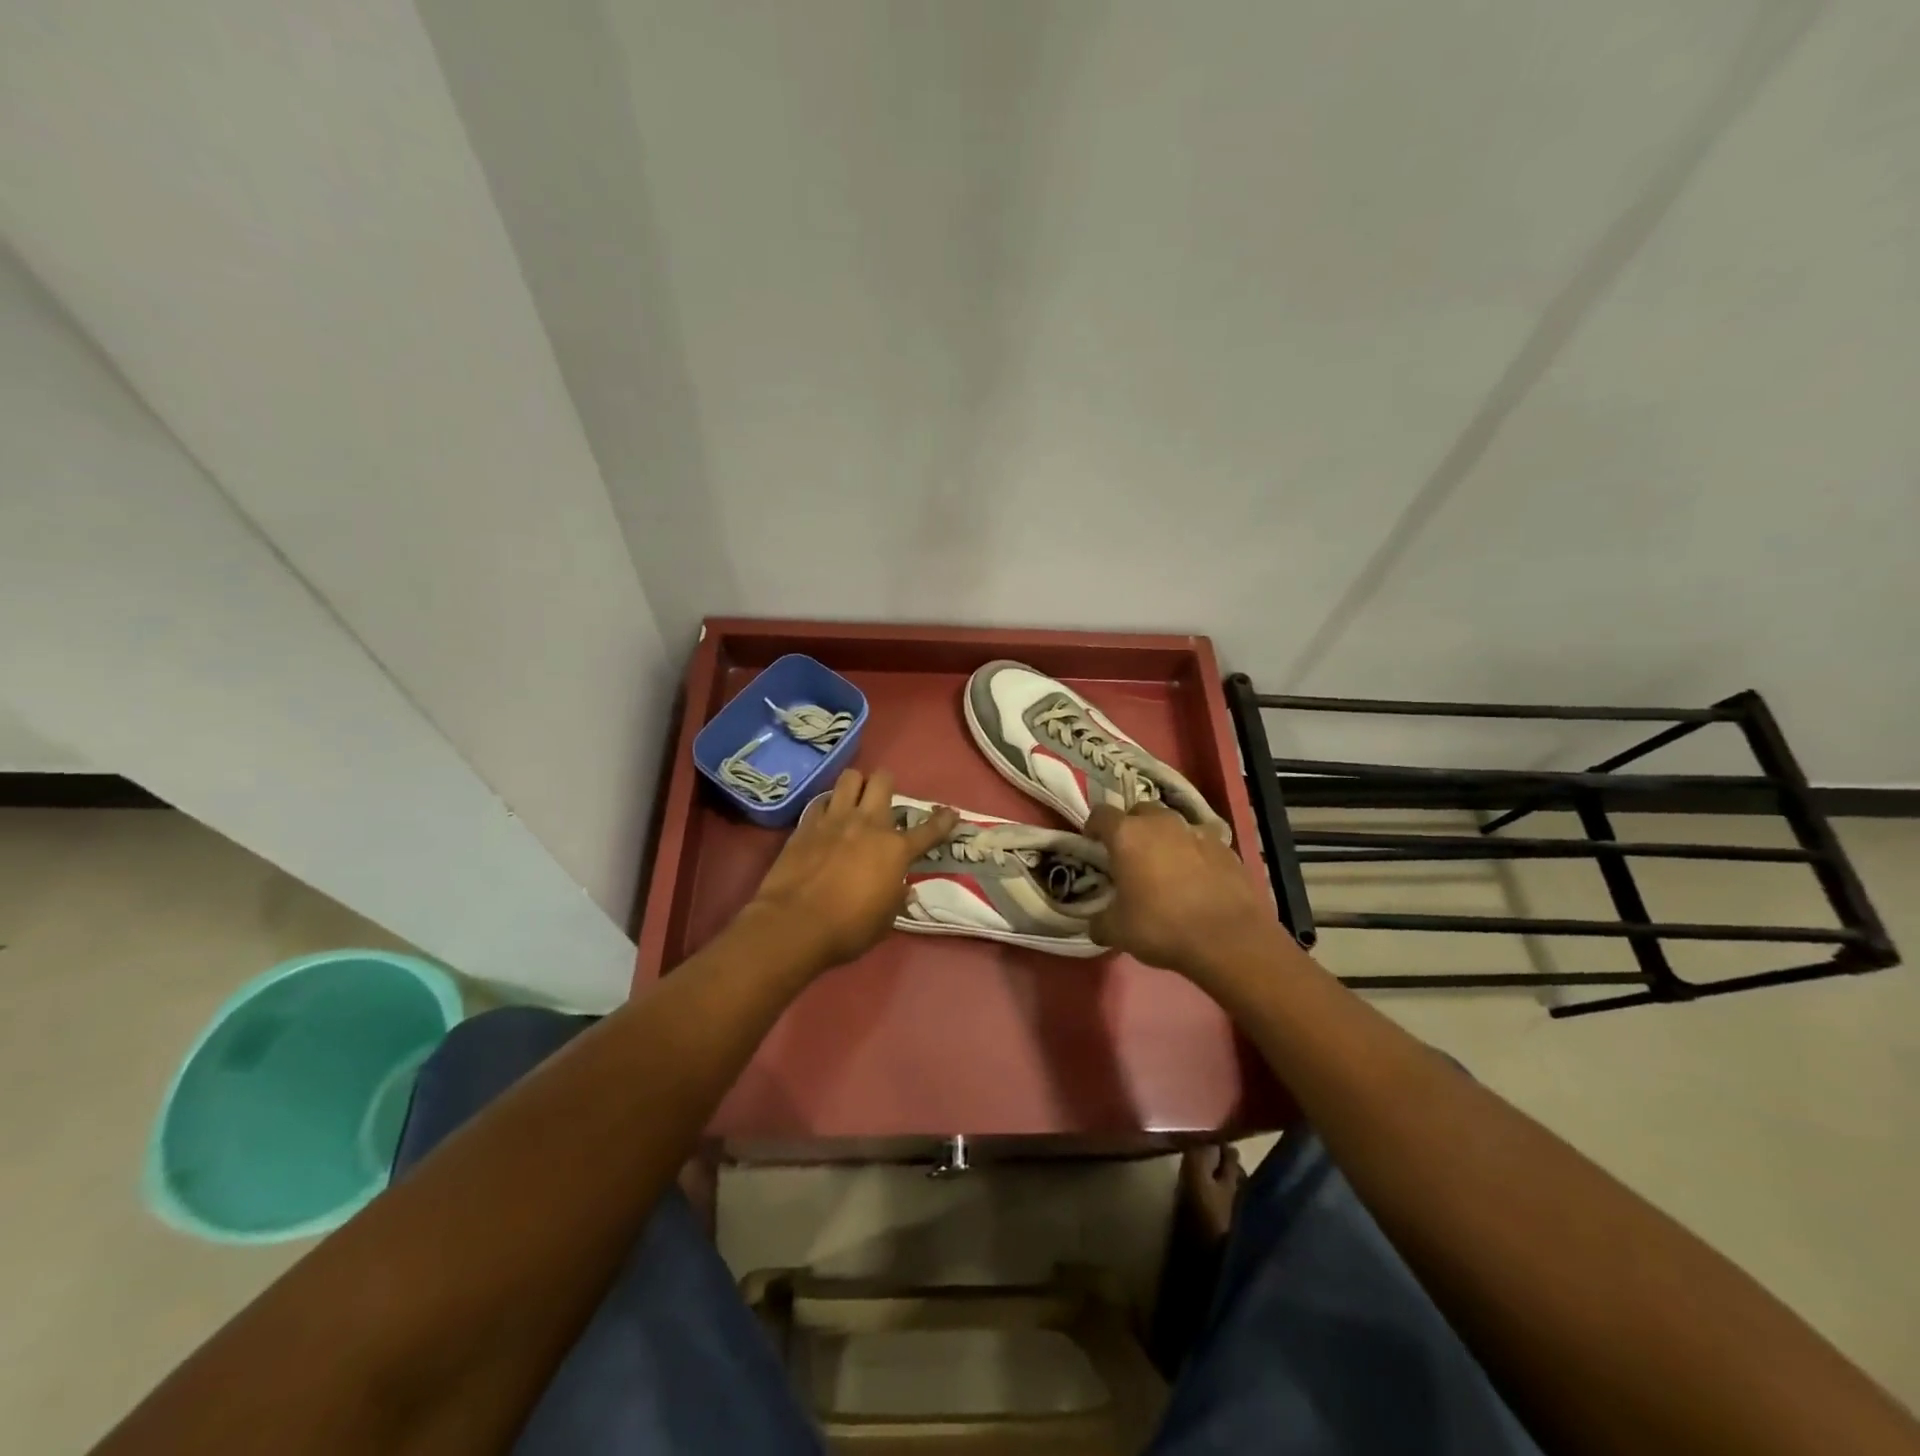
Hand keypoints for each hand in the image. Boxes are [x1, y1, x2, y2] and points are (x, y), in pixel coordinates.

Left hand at [742, 768, 956, 971]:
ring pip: (850, 778)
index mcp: (895, 850)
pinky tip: (826, 818)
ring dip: (856, 786)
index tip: (950, 813)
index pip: (928, 830)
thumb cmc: (847, 929)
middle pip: (883, 781)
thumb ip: (896, 898)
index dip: (943, 821)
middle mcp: (868, 824)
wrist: (795, 924)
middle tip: (883, 800)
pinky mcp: (806, 824)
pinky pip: (821, 801)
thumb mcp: (884, 921)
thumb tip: (903, 889)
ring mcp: (835, 820)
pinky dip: (827, 805)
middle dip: (887, 784)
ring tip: (853, 801)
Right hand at [1085, 802, 1277, 980]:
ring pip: (1172, 824)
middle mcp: (1161, 823)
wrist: (1229, 939)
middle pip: (1140, 811)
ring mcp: (1197, 831)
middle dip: (1131, 828)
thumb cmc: (1162, 927)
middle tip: (1129, 856)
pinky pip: (1201, 842)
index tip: (1093, 844)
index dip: (1093, 827)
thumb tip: (1096, 922)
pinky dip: (1194, 853)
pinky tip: (1197, 879)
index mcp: (1127, 835)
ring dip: (1164, 838)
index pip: (1101, 814)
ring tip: (1165, 866)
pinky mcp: (1226, 847)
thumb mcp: (1116, 931)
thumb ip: (1099, 920)